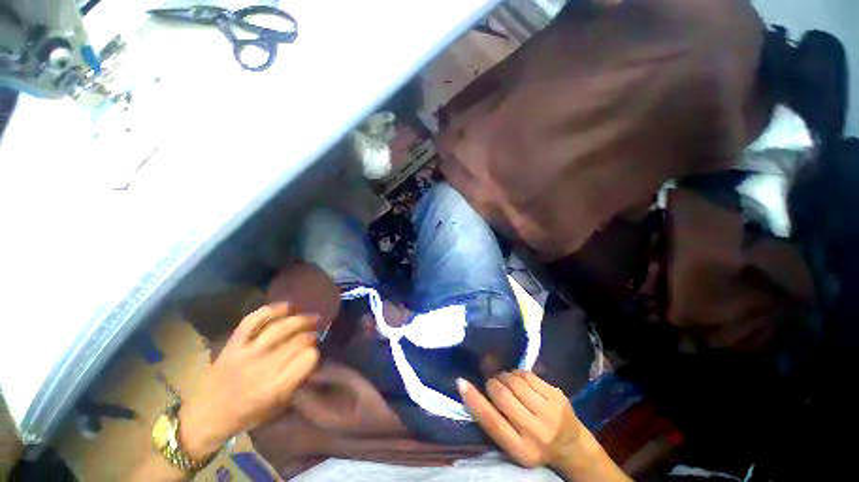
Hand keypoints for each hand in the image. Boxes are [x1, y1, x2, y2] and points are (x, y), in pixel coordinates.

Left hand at [179, 304, 320, 459]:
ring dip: (300, 320)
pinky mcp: (233, 344)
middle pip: (298, 341)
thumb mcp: (277, 407)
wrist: (205, 416)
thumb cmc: (245, 416)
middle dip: (311, 335)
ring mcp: (246, 354)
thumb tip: (313, 356)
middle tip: (316, 334)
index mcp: (275, 388)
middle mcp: (262, 368)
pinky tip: (287, 307)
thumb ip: (296, 381)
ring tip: (311, 318)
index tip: (315, 353)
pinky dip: (271, 310)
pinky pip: (253, 321)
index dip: (315, 353)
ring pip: (280, 328)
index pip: (308, 359)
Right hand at [458, 371, 584, 468]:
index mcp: (520, 450)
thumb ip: (495, 420)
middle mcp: (536, 433)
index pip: (491, 421)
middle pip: (502, 395)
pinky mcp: (557, 395)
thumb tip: (469, 388)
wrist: (573, 447)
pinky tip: (520, 380)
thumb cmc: (535, 445)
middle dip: (492, 384)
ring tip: (506, 381)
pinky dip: (518, 373)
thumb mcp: (513, 443)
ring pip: (514, 381)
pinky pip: (527, 374)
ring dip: (504, 376)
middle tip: (493, 384)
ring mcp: (550, 412)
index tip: (460, 382)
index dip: (474, 400)